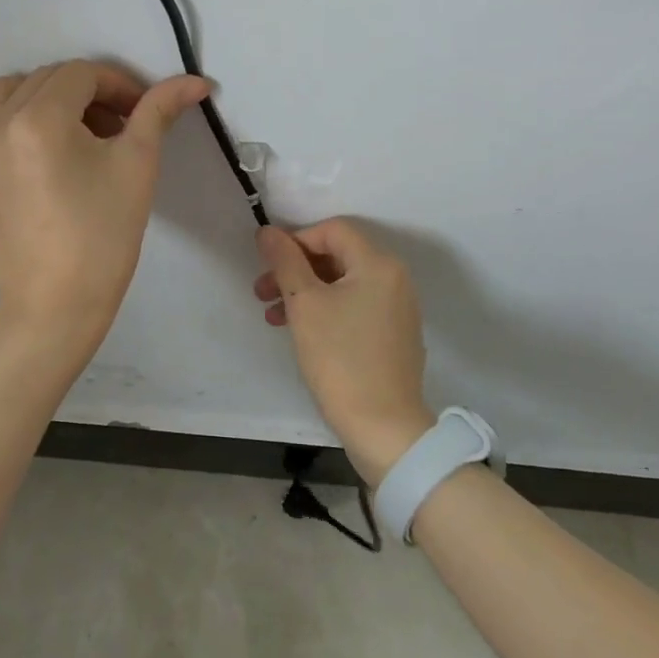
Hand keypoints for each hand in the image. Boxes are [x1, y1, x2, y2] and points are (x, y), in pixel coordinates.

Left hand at [0, 59, 210, 344]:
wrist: (57, 303)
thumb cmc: (104, 235)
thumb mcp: (138, 165)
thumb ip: (159, 111)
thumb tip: (196, 81)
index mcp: (42, 118)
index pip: (83, 74)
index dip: (117, 86)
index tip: (137, 114)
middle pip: (46, 79)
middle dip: (85, 95)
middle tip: (112, 131)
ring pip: (5, 95)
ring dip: (40, 101)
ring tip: (67, 138)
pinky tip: (9, 145)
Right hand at [253, 218, 434, 482]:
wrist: (383, 427)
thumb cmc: (340, 358)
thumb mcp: (304, 304)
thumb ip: (285, 262)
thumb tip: (268, 231)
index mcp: (378, 264)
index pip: (332, 230)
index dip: (296, 240)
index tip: (268, 265)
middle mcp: (395, 279)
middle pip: (337, 256)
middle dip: (295, 270)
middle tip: (261, 292)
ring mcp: (397, 308)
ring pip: (342, 284)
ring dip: (305, 293)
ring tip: (273, 317)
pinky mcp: (394, 335)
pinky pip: (355, 307)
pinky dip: (326, 310)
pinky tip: (301, 332)